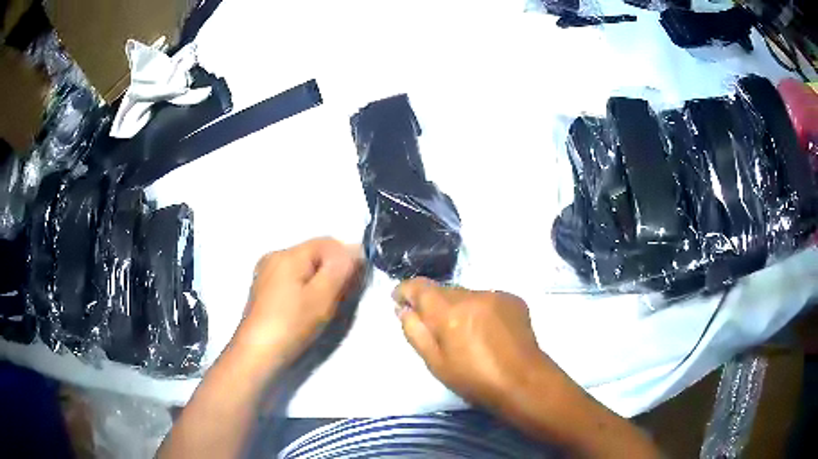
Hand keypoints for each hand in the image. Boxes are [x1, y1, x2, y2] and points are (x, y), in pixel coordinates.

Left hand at [235, 238, 360, 367]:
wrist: (257, 353)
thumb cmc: (291, 324)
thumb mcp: (322, 296)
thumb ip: (340, 269)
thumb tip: (355, 248)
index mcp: (288, 254)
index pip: (328, 243)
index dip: (346, 259)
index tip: (354, 285)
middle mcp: (274, 257)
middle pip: (314, 255)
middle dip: (332, 272)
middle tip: (340, 300)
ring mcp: (266, 273)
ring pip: (304, 268)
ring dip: (320, 282)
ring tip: (323, 308)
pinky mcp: (264, 290)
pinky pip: (292, 280)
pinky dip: (305, 290)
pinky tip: (305, 311)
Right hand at [394, 278, 569, 410]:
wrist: (523, 381)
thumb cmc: (474, 380)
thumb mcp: (435, 363)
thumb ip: (415, 332)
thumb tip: (404, 310)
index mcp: (449, 312)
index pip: (420, 287)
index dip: (405, 290)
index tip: (398, 298)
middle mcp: (472, 295)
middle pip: (444, 291)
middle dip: (433, 304)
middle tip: (435, 328)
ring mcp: (496, 295)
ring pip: (466, 294)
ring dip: (459, 307)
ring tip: (465, 333)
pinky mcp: (513, 299)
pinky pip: (487, 299)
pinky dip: (480, 310)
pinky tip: (487, 331)